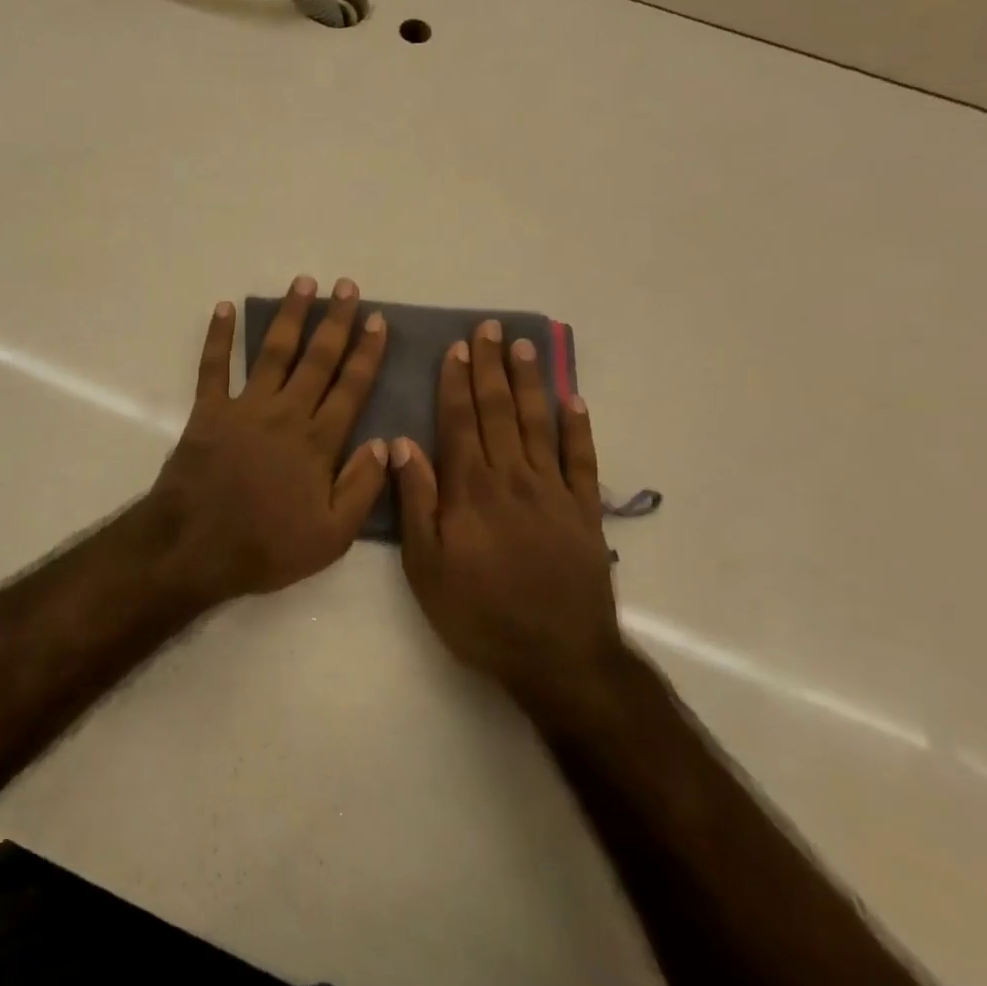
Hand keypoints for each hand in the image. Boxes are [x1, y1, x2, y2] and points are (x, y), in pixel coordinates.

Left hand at [150, 276, 389, 606]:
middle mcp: (286, 413)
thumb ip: (362, 488)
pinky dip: (218, 337)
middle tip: (347, 287)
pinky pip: (213, 367)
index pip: (351, 388)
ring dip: (290, 316)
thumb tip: (386, 443)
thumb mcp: (332, 536)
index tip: (376, 321)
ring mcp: (245, 408)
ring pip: (273, 351)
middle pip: (317, 359)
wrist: (195, 547)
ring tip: (304, 283)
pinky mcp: (208, 411)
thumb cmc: (266, 546)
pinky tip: (224, 307)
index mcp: (318, 442)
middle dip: (335, 321)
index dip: (366, 353)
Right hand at [390, 320, 624, 719]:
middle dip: (491, 367)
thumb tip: (401, 445)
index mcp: (471, 489)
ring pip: (539, 424)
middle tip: (490, 329)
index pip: (460, 422)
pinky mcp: (584, 511)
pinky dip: (578, 428)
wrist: (556, 656)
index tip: (456, 347)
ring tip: (524, 347)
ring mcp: (554, 492)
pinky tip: (573, 400)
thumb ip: (416, 502)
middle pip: (499, 411)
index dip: (456, 383)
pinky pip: (582, 459)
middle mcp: (513, 478)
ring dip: (530, 383)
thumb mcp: (426, 566)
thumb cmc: (479, 614)